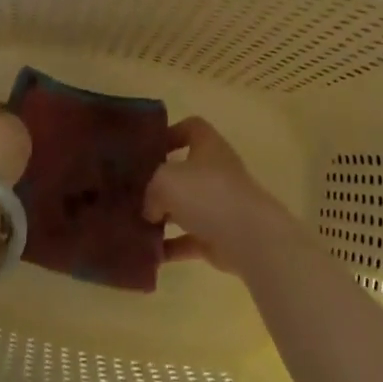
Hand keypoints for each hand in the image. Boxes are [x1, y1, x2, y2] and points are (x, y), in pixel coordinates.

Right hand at [144, 117, 294, 274]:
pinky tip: (150, 254)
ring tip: (136, 224)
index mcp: (208, 145)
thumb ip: (151, 190)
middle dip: (161, 181)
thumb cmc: (207, 193)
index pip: (191, 127)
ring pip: (185, 206)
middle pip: (185, 170)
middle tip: (134, 190)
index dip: (171, 133)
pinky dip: (172, 246)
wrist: (248, 237)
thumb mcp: (165, 180)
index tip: (149, 148)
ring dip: (164, 216)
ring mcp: (219, 204)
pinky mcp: (218, 236)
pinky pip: (189, 239)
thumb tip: (151, 209)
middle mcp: (215, 171)